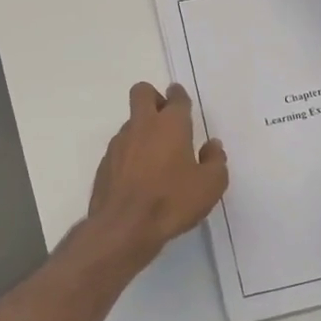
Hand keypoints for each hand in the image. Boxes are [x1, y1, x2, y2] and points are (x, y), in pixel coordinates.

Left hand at [88, 82, 228, 263]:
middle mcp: (142, 126)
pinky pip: (120, 148)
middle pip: (142, 92)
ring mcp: (119, 143)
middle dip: (154, 98)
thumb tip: (212, 146)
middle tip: (166, 120)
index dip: (179, 96)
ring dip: (143, 130)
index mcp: (171, 124)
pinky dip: (131, 154)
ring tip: (156, 158)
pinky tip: (140, 178)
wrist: (124, 227)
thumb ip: (215, 161)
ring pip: (131, 122)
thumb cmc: (172, 201)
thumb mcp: (210, 185)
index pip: (175, 97)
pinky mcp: (105, 163)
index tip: (183, 104)